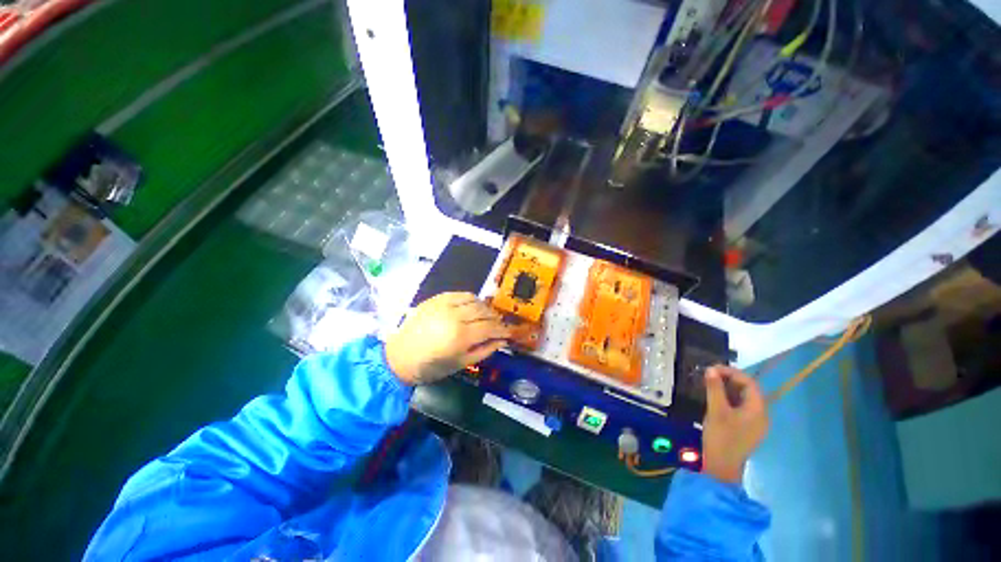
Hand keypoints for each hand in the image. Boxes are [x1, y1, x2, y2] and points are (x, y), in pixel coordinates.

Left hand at [385, 292, 511, 385]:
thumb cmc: (431, 366)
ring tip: (485, 317)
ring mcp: (445, 305)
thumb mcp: (461, 363)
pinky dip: (471, 300)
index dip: (503, 329)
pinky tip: (471, 307)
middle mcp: (455, 316)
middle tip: (498, 325)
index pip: (491, 327)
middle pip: (484, 311)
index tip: (509, 332)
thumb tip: (502, 340)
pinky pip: (461, 294)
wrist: (400, 356)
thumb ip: (484, 350)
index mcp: (461, 336)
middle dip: (495, 318)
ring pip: (475, 300)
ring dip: (484, 308)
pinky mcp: (437, 299)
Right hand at [700, 366, 768, 483]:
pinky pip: (740, 407)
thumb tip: (711, 369)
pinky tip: (715, 399)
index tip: (712, 368)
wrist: (722, 466)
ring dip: (727, 389)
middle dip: (729, 380)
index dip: (731, 372)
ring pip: (743, 398)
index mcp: (757, 409)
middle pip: (748, 390)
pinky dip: (728, 399)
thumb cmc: (721, 437)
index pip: (749, 383)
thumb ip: (714, 388)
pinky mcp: (746, 428)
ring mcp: (754, 423)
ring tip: (709, 385)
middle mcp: (760, 414)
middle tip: (709, 376)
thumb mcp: (716, 410)